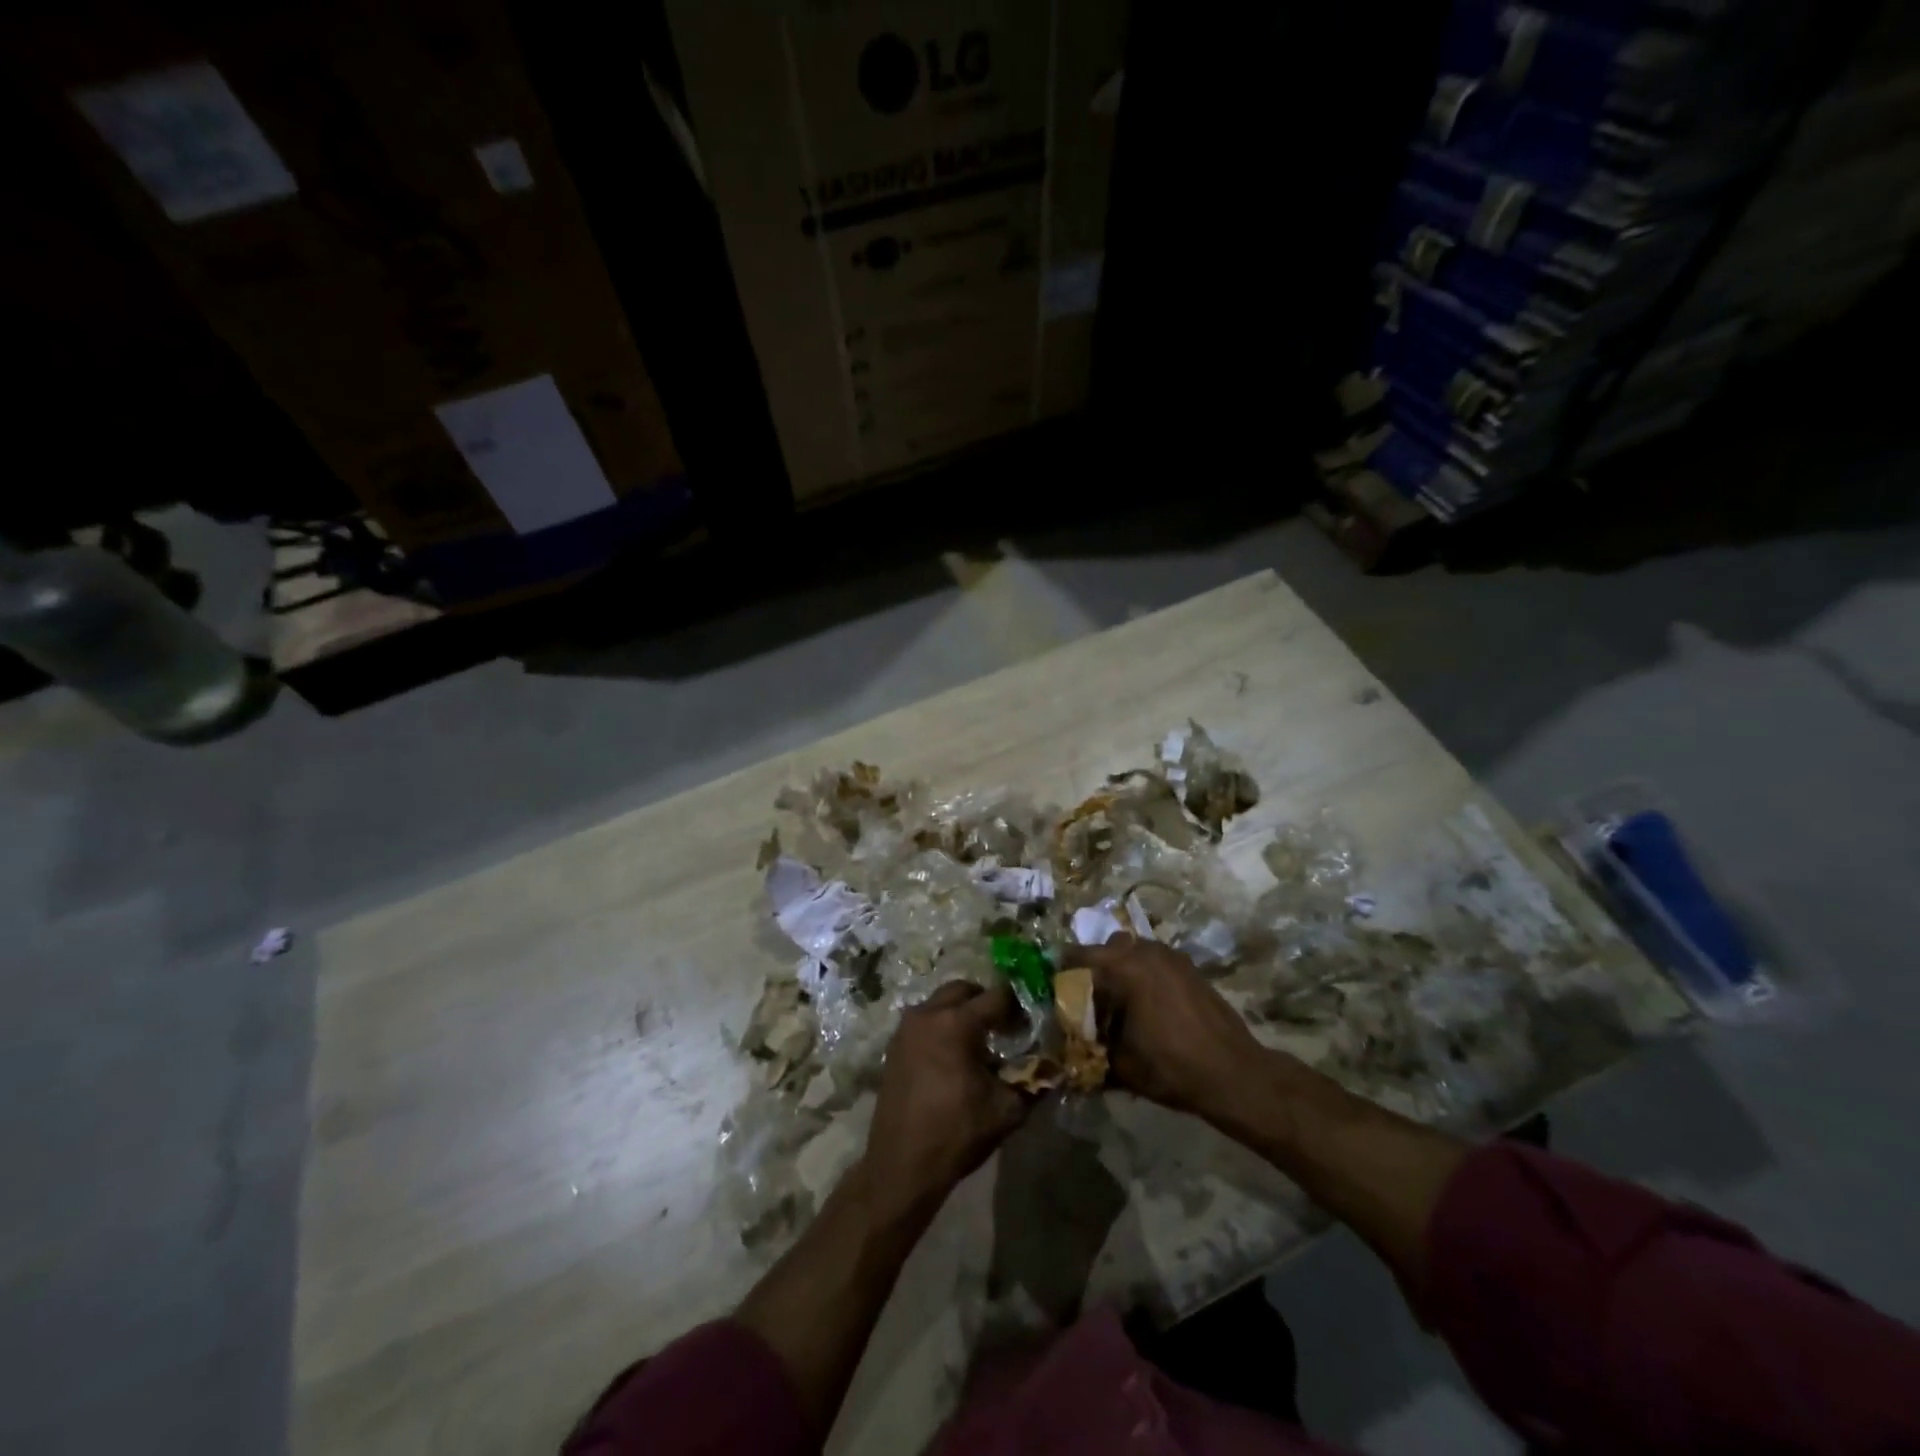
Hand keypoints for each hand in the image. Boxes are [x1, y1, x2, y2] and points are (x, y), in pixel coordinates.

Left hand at [863, 981, 1027, 1222]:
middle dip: (986, 1001)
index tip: (1029, 1023)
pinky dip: (942, 1027)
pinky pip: (925, 1021)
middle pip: (964, 990)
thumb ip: (1032, 1081)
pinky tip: (954, 1058)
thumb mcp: (1006, 1110)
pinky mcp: (895, 1045)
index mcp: (956, 1023)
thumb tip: (1053, 1067)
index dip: (1017, 1007)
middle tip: (1004, 1027)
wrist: (901, 1165)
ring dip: (962, 1013)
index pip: (996, 996)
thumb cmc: (956, 1133)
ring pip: (940, 1002)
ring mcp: (906, 1028)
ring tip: (979, 1044)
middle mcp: (928, 1014)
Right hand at [1063, 934, 1269, 1120]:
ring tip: (1119, 1005)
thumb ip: (1089, 1049)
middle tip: (1088, 1002)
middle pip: (1105, 950)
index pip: (1076, 956)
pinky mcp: (1189, 967)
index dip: (1061, 974)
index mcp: (1123, 967)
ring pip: (1132, 952)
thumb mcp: (1120, 1065)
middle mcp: (1145, 951)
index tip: (1055, 994)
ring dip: (1120, 970)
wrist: (1234, 1074)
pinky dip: (1143, 975)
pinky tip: (1147, 1007)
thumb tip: (1066, 1051)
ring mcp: (1171, 956)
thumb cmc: (1172, 1067)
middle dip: (1093, 971)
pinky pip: (1154, 961)